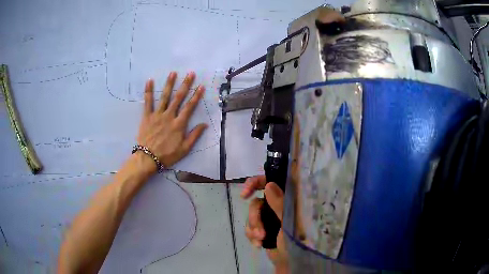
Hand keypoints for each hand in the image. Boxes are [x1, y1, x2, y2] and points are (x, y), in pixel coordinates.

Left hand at [137, 72, 206, 169]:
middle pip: (178, 98)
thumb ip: (194, 135)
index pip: (189, 107)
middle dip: (185, 85)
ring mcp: (157, 115)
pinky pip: (147, 102)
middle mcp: (169, 116)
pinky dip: (148, 91)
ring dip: (169, 84)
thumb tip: (205, 124)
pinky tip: (149, 81)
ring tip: (173, 73)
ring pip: (164, 97)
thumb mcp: (184, 149)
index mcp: (179, 124)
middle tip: (190, 74)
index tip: (201, 86)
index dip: (196, 96)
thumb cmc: (167, 155)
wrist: (148, 158)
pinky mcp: (147, 116)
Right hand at [241, 176, 288, 272]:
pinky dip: (252, 235)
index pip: (272, 181)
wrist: (289, 263)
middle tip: (260, 232)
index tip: (245, 194)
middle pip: (256, 201)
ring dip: (253, 228)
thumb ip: (280, 204)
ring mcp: (269, 217)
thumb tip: (269, 184)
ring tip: (260, 240)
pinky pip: (249, 227)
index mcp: (288, 200)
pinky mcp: (262, 228)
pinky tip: (258, 245)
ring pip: (251, 215)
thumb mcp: (289, 222)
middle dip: (255, 217)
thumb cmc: (295, 242)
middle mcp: (277, 205)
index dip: (256, 182)